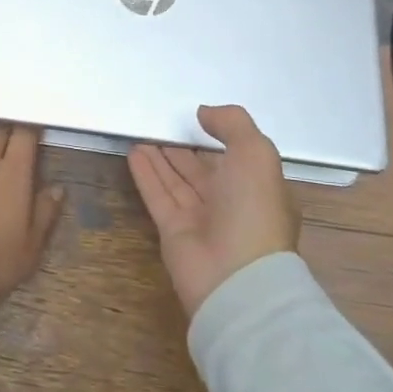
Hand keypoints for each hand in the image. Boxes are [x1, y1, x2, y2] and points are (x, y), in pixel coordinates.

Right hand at [127, 105, 299, 318]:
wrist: (236, 279)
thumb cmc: (254, 210)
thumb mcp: (256, 154)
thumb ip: (232, 125)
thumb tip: (203, 113)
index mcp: (259, 189)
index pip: (236, 159)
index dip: (218, 138)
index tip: (197, 118)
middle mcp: (231, 205)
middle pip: (202, 170)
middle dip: (184, 148)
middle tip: (162, 123)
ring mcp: (202, 220)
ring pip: (177, 181)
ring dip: (160, 157)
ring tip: (142, 132)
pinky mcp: (174, 232)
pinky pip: (158, 195)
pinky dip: (146, 174)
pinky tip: (133, 152)